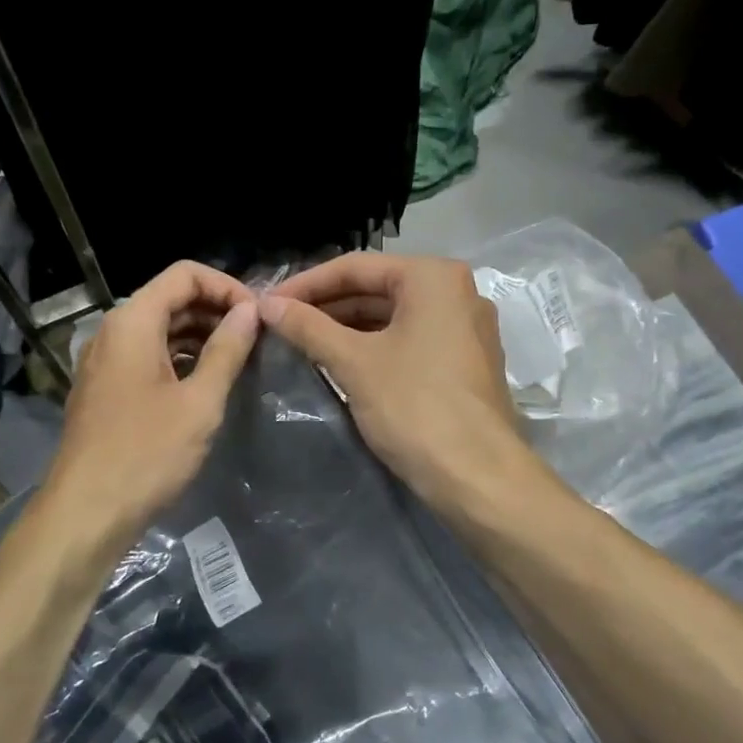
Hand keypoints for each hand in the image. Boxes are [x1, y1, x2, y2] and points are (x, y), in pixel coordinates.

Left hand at [42, 261, 259, 546]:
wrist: (87, 511)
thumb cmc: (147, 453)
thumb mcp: (199, 402)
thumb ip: (227, 350)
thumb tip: (249, 311)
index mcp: (132, 322)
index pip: (185, 274)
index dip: (227, 286)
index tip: (258, 317)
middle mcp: (113, 331)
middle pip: (171, 298)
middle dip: (216, 310)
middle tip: (256, 339)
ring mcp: (105, 361)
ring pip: (159, 329)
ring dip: (200, 335)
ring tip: (240, 359)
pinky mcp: (106, 388)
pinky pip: (147, 356)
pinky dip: (179, 358)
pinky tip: (207, 382)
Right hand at [258, 253, 524, 504]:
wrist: (477, 476)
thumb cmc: (414, 406)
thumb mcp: (353, 363)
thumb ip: (308, 327)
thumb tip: (265, 304)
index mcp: (433, 277)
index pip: (355, 267)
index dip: (306, 284)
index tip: (268, 303)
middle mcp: (456, 292)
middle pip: (376, 289)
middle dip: (326, 306)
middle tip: (280, 324)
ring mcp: (466, 329)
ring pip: (393, 317)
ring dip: (347, 328)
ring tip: (301, 343)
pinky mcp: (465, 362)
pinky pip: (410, 340)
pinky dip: (374, 346)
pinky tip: (339, 362)